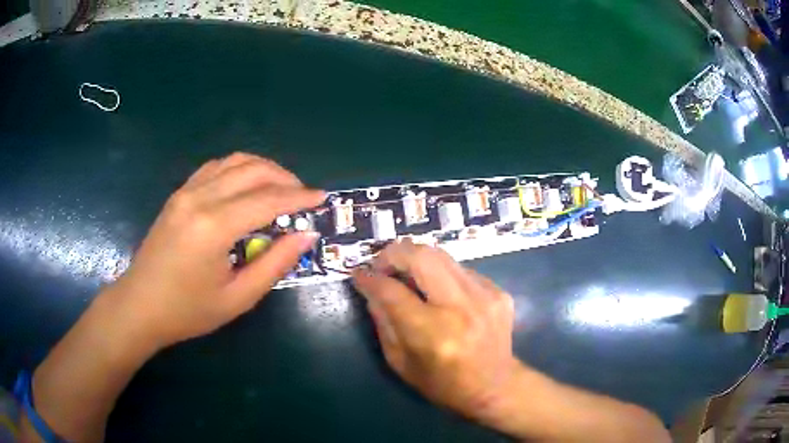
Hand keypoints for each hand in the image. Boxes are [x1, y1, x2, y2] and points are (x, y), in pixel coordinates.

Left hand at [111, 153, 324, 348]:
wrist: (140, 305)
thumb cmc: (188, 311)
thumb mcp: (238, 298)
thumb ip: (275, 264)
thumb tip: (306, 236)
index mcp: (214, 227)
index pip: (267, 200)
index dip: (299, 197)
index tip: (323, 198)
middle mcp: (199, 198)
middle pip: (252, 170)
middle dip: (285, 178)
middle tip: (303, 196)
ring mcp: (186, 192)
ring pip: (233, 161)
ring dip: (263, 168)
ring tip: (280, 187)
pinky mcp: (179, 194)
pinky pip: (215, 168)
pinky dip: (239, 169)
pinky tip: (247, 186)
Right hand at [351, 239, 522, 421]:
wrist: (495, 386)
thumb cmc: (442, 384)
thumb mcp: (401, 363)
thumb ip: (383, 322)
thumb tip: (371, 289)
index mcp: (432, 333)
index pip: (392, 291)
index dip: (369, 278)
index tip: (359, 274)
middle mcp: (460, 308)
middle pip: (422, 257)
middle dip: (394, 253)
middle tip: (382, 264)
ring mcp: (484, 296)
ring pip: (442, 256)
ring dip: (417, 260)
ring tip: (407, 274)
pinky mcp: (498, 292)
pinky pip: (461, 270)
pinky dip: (442, 274)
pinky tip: (439, 292)